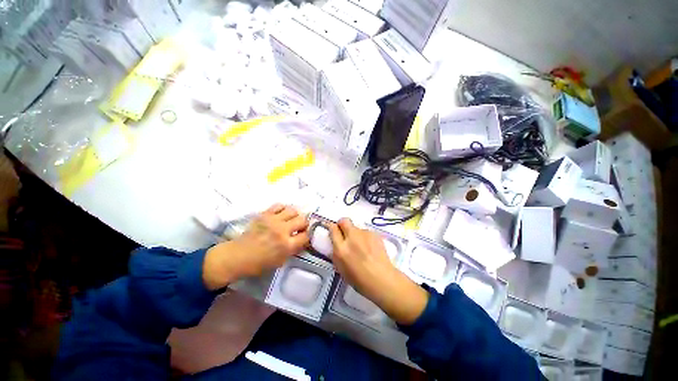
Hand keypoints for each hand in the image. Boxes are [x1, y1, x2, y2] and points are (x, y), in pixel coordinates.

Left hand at [203, 204, 309, 289]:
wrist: (237, 256)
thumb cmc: (259, 263)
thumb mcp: (281, 261)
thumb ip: (294, 249)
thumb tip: (303, 239)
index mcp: (286, 246)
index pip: (306, 236)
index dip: (308, 235)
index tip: (305, 236)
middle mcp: (282, 231)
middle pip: (302, 220)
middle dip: (304, 224)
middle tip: (300, 227)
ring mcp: (273, 221)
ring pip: (293, 210)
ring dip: (295, 215)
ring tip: (291, 219)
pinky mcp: (265, 214)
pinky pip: (279, 205)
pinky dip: (283, 209)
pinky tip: (282, 214)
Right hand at [328, 219, 428, 324]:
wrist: (383, 280)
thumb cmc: (360, 280)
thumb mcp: (341, 269)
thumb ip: (337, 253)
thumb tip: (337, 244)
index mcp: (341, 248)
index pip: (333, 229)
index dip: (332, 228)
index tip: (333, 230)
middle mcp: (352, 237)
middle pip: (344, 221)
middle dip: (342, 224)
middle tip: (344, 232)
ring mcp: (364, 234)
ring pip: (356, 228)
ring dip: (355, 233)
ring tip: (361, 246)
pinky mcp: (374, 234)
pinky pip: (366, 232)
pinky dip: (365, 237)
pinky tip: (370, 248)